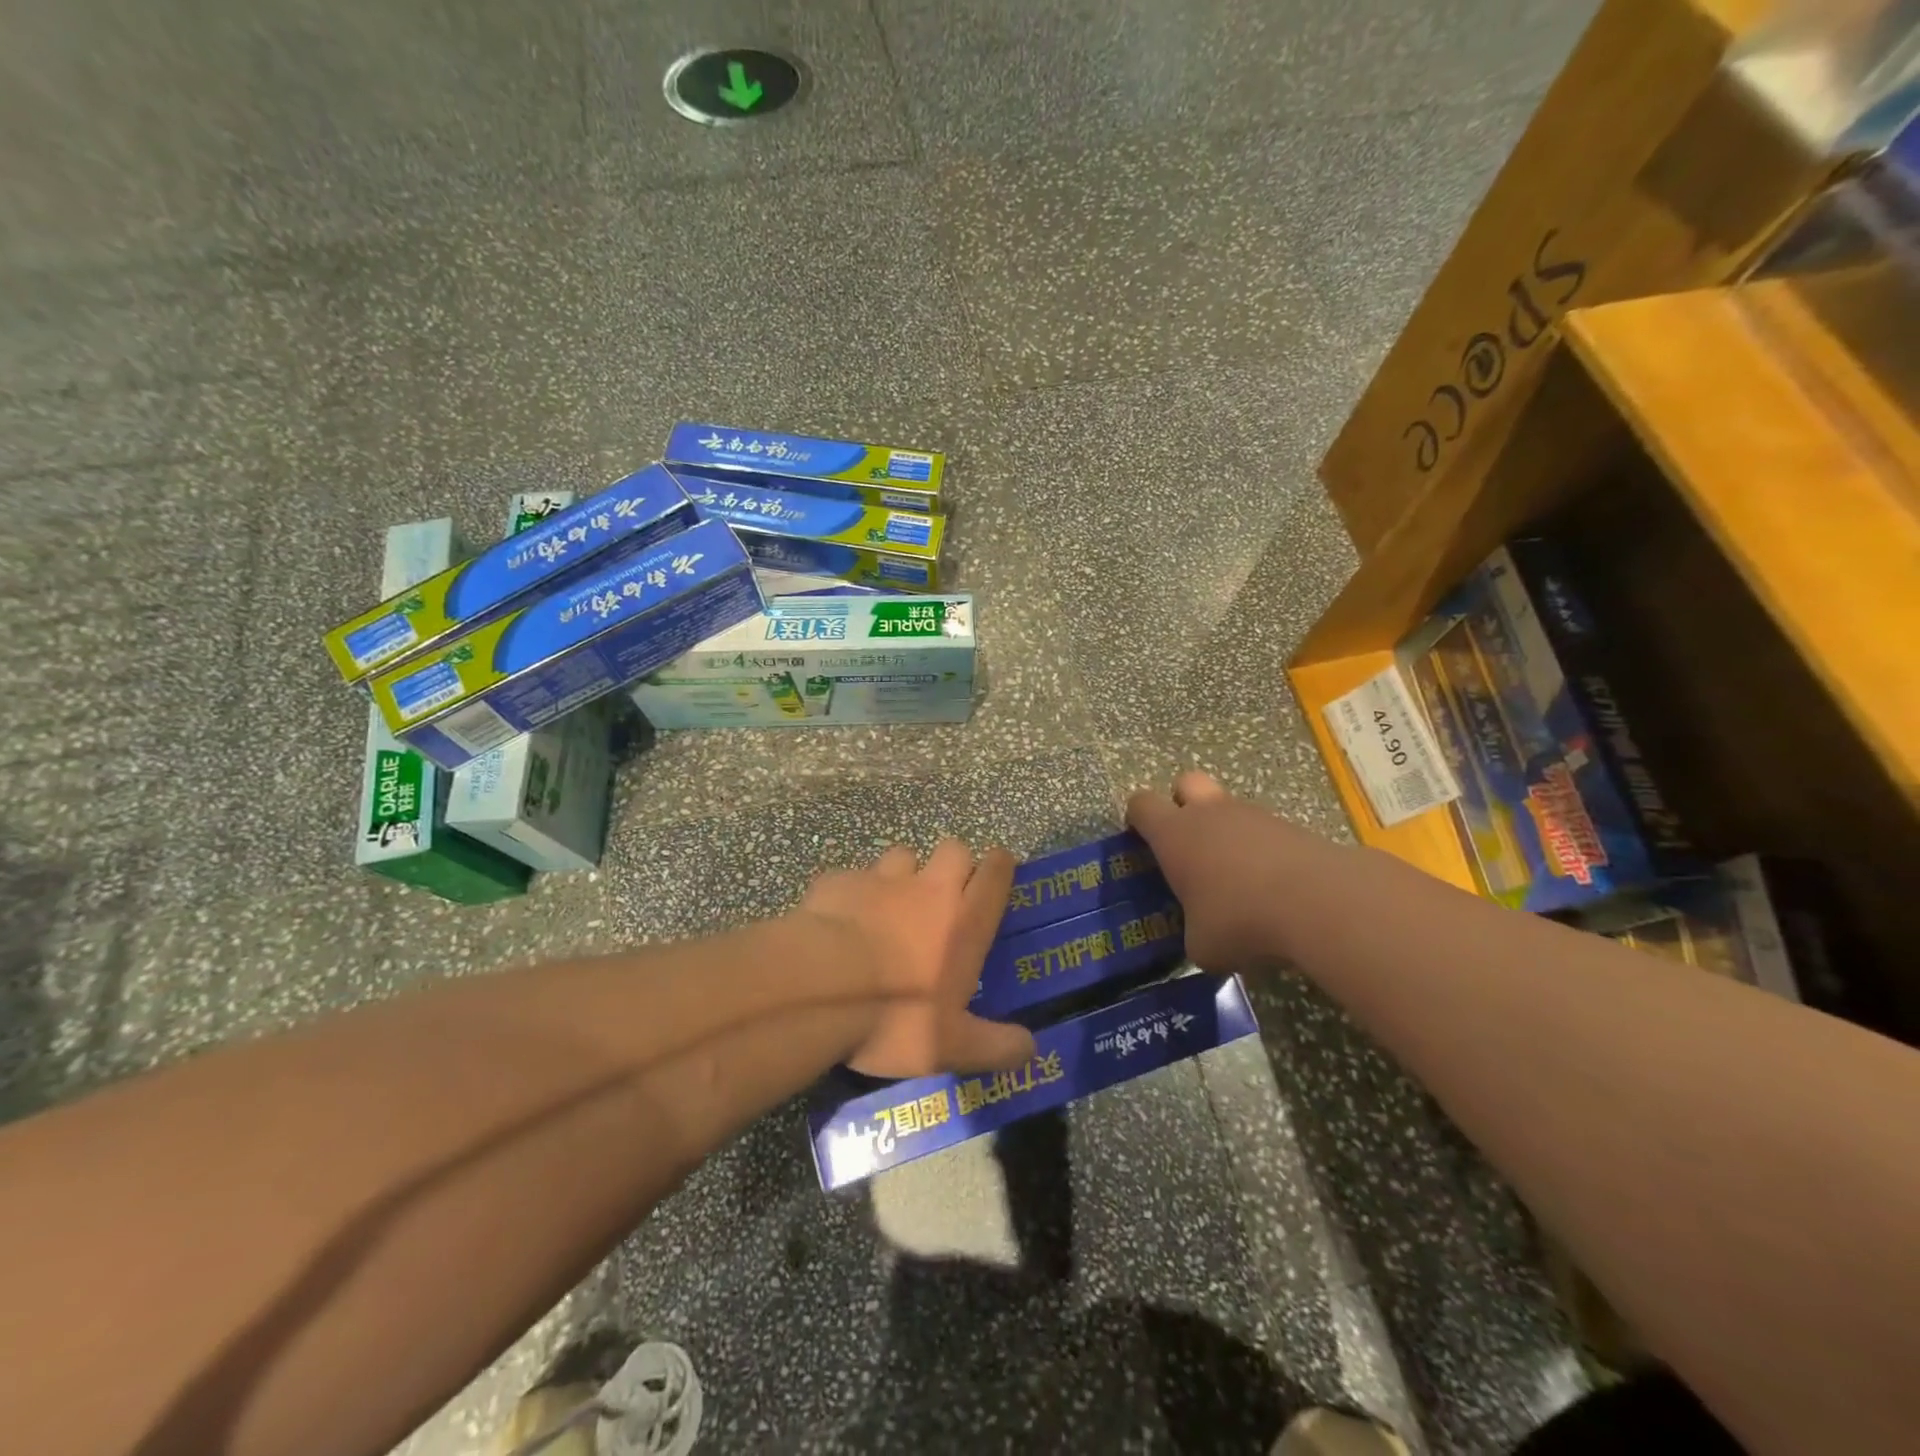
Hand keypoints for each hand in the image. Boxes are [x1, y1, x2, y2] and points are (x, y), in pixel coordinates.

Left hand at [795, 839, 1036, 1079]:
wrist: (818, 987)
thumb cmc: (895, 1016)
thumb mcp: (952, 1046)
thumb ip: (996, 1046)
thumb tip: (1031, 1049)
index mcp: (964, 920)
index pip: (996, 872)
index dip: (1001, 866)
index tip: (1000, 870)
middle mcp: (929, 888)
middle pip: (954, 849)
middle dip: (954, 864)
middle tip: (943, 895)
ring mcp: (880, 879)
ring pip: (902, 856)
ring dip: (903, 874)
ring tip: (890, 906)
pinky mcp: (838, 882)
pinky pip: (854, 877)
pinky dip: (853, 892)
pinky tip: (841, 919)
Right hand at [1126, 771, 1315, 970]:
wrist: (1319, 903)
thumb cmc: (1240, 919)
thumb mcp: (1202, 945)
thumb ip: (1193, 933)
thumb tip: (1203, 937)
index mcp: (1174, 833)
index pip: (1141, 804)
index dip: (1137, 819)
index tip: (1140, 841)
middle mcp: (1210, 813)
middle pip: (1186, 783)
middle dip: (1182, 804)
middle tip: (1187, 843)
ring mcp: (1254, 815)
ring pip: (1230, 809)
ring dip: (1227, 833)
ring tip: (1238, 881)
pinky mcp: (1292, 828)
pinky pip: (1266, 832)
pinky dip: (1263, 853)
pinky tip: (1274, 890)